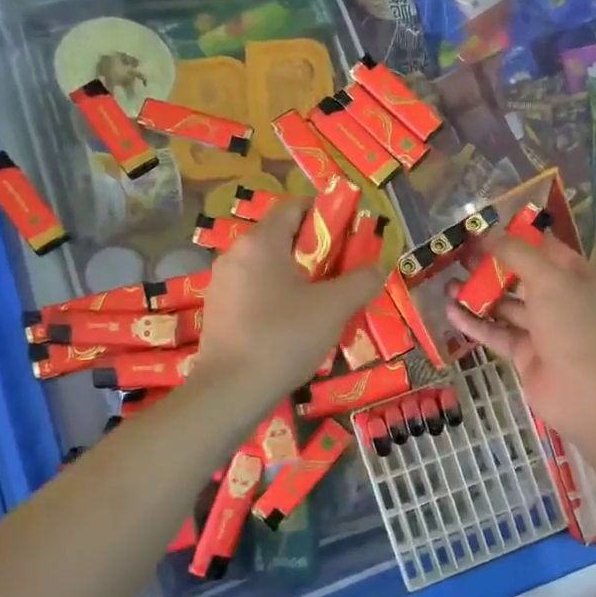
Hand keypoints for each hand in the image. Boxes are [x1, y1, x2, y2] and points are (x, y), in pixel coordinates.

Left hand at [191, 196, 382, 402]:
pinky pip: (255, 289)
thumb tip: (377, 268)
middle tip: (343, 270)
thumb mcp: (334, 308)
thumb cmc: (284, 337)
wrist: (231, 390)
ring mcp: (222, 283)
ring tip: (324, 300)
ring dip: (298, 275)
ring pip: (268, 265)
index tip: (349, 233)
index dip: (325, 213)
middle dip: (316, 249)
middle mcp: (236, 254)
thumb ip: (361, 281)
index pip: (294, 206)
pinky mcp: (218, 310)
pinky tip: (296, 322)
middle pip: (282, 236)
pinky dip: (278, 294)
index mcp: (261, 242)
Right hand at [444, 231, 595, 442]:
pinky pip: (498, 332)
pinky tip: (451, 312)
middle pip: (523, 277)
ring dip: (479, 295)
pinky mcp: (525, 354)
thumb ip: (516, 253)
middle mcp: (564, 300)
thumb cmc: (572, 325)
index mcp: (580, 277)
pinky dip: (475, 322)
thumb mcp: (548, 279)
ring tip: (448, 284)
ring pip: (507, 306)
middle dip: (491, 267)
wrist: (583, 392)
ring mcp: (544, 330)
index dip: (516, 238)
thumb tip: (486, 233)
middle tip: (459, 257)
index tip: (484, 231)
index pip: (546, 249)